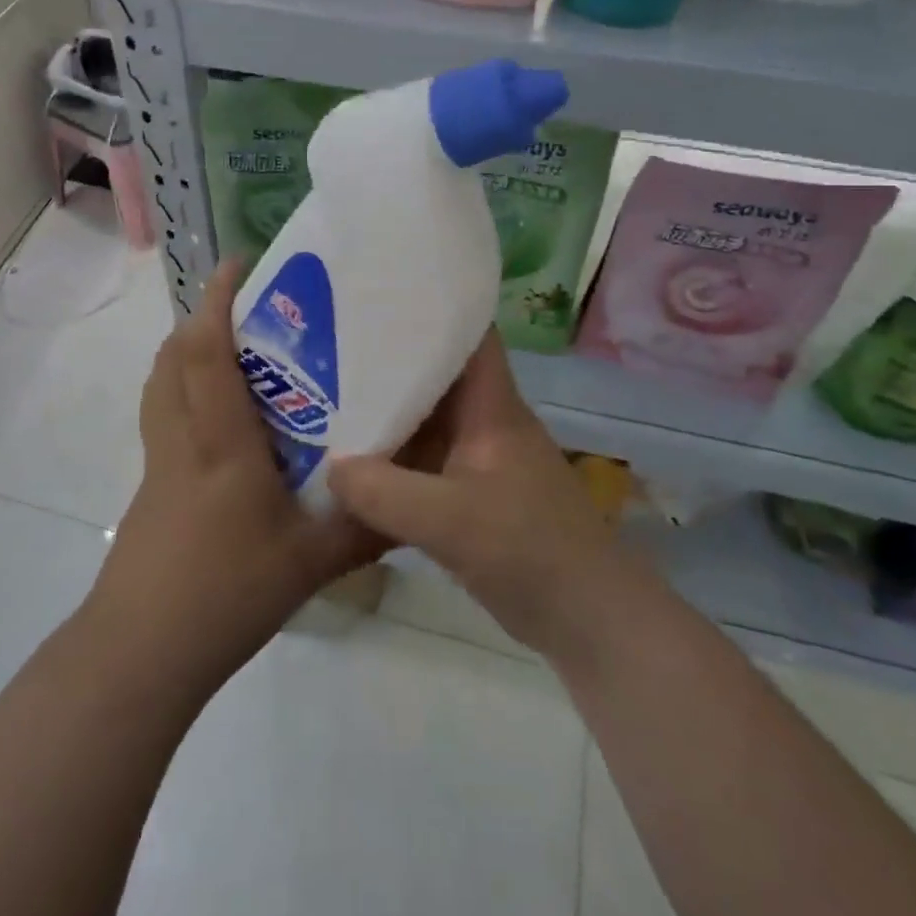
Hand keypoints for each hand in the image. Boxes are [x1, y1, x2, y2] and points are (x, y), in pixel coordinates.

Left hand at [83, 261, 387, 693]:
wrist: (140, 653)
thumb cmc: (226, 595)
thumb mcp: (312, 563)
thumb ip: (364, 525)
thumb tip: (409, 494)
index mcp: (221, 444)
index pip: (207, 354)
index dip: (216, 303)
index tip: (237, 266)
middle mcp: (182, 438)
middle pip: (173, 356)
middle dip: (202, 318)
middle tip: (247, 307)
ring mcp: (158, 461)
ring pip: (161, 383)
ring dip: (186, 351)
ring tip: (232, 351)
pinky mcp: (149, 484)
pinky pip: (162, 414)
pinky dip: (182, 389)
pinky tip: (222, 422)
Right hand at [328, 332, 648, 661]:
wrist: (588, 620)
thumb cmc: (529, 550)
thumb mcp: (449, 520)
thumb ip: (383, 492)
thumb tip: (330, 467)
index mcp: (490, 405)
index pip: (467, 332)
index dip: (429, 306)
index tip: (377, 295)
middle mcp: (484, 420)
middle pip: (435, 372)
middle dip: (388, 357)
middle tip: (330, 345)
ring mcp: (479, 457)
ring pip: (426, 417)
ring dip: (386, 409)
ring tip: (328, 394)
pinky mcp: (472, 492)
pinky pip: (423, 459)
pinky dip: (393, 456)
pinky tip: (353, 461)